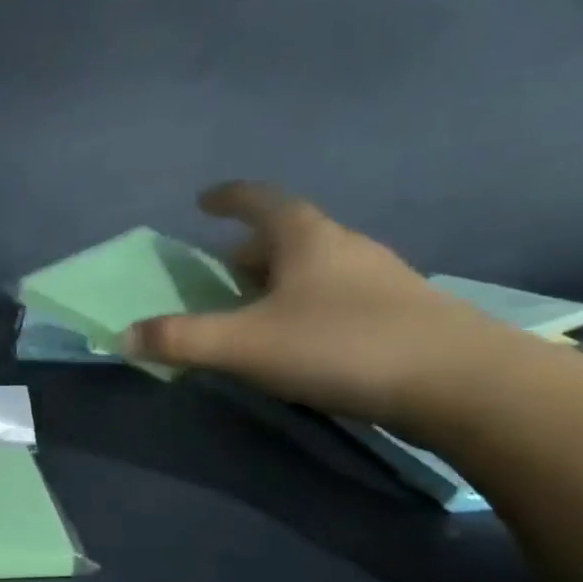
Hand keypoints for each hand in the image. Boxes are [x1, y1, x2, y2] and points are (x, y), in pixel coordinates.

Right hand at [125, 181, 522, 429]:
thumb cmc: (340, 345)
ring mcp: (379, 281)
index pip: (261, 202)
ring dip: (278, 281)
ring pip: (314, 268)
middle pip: (287, 236)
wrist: (460, 383)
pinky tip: (298, 341)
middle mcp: (345, 248)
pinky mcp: (399, 315)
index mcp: (307, 238)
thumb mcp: (243, 345)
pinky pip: (336, 297)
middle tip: (218, 274)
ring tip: (252, 310)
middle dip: (247, 250)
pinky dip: (305, 307)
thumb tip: (122, 336)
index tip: (203, 200)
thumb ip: (179, 339)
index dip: (229, 198)